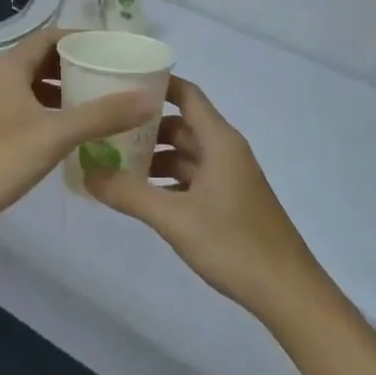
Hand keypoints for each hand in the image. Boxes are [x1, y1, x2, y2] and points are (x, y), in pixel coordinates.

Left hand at [0, 29, 160, 254]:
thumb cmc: (0, 159)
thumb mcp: (56, 133)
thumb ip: (103, 115)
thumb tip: (150, 98)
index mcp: (9, 69)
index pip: (49, 37)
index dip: (80, 37)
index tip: (113, 47)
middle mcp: (1, 82)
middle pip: (44, 61)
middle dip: (78, 65)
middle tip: (115, 74)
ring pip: (38, 89)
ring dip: (68, 92)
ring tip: (104, 101)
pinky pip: (33, 113)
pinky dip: (56, 115)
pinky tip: (79, 132)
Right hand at [84, 77, 329, 326]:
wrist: (288, 292)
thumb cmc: (234, 244)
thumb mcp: (175, 218)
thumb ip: (130, 194)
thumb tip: (88, 172)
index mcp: (219, 141)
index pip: (186, 95)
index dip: (156, 85)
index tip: (119, 82)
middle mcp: (225, 151)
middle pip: (181, 125)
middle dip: (144, 127)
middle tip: (103, 129)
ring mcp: (229, 177)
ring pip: (185, 154)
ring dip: (153, 156)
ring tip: (112, 163)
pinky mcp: (228, 201)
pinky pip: (191, 178)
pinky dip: (166, 180)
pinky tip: (140, 195)